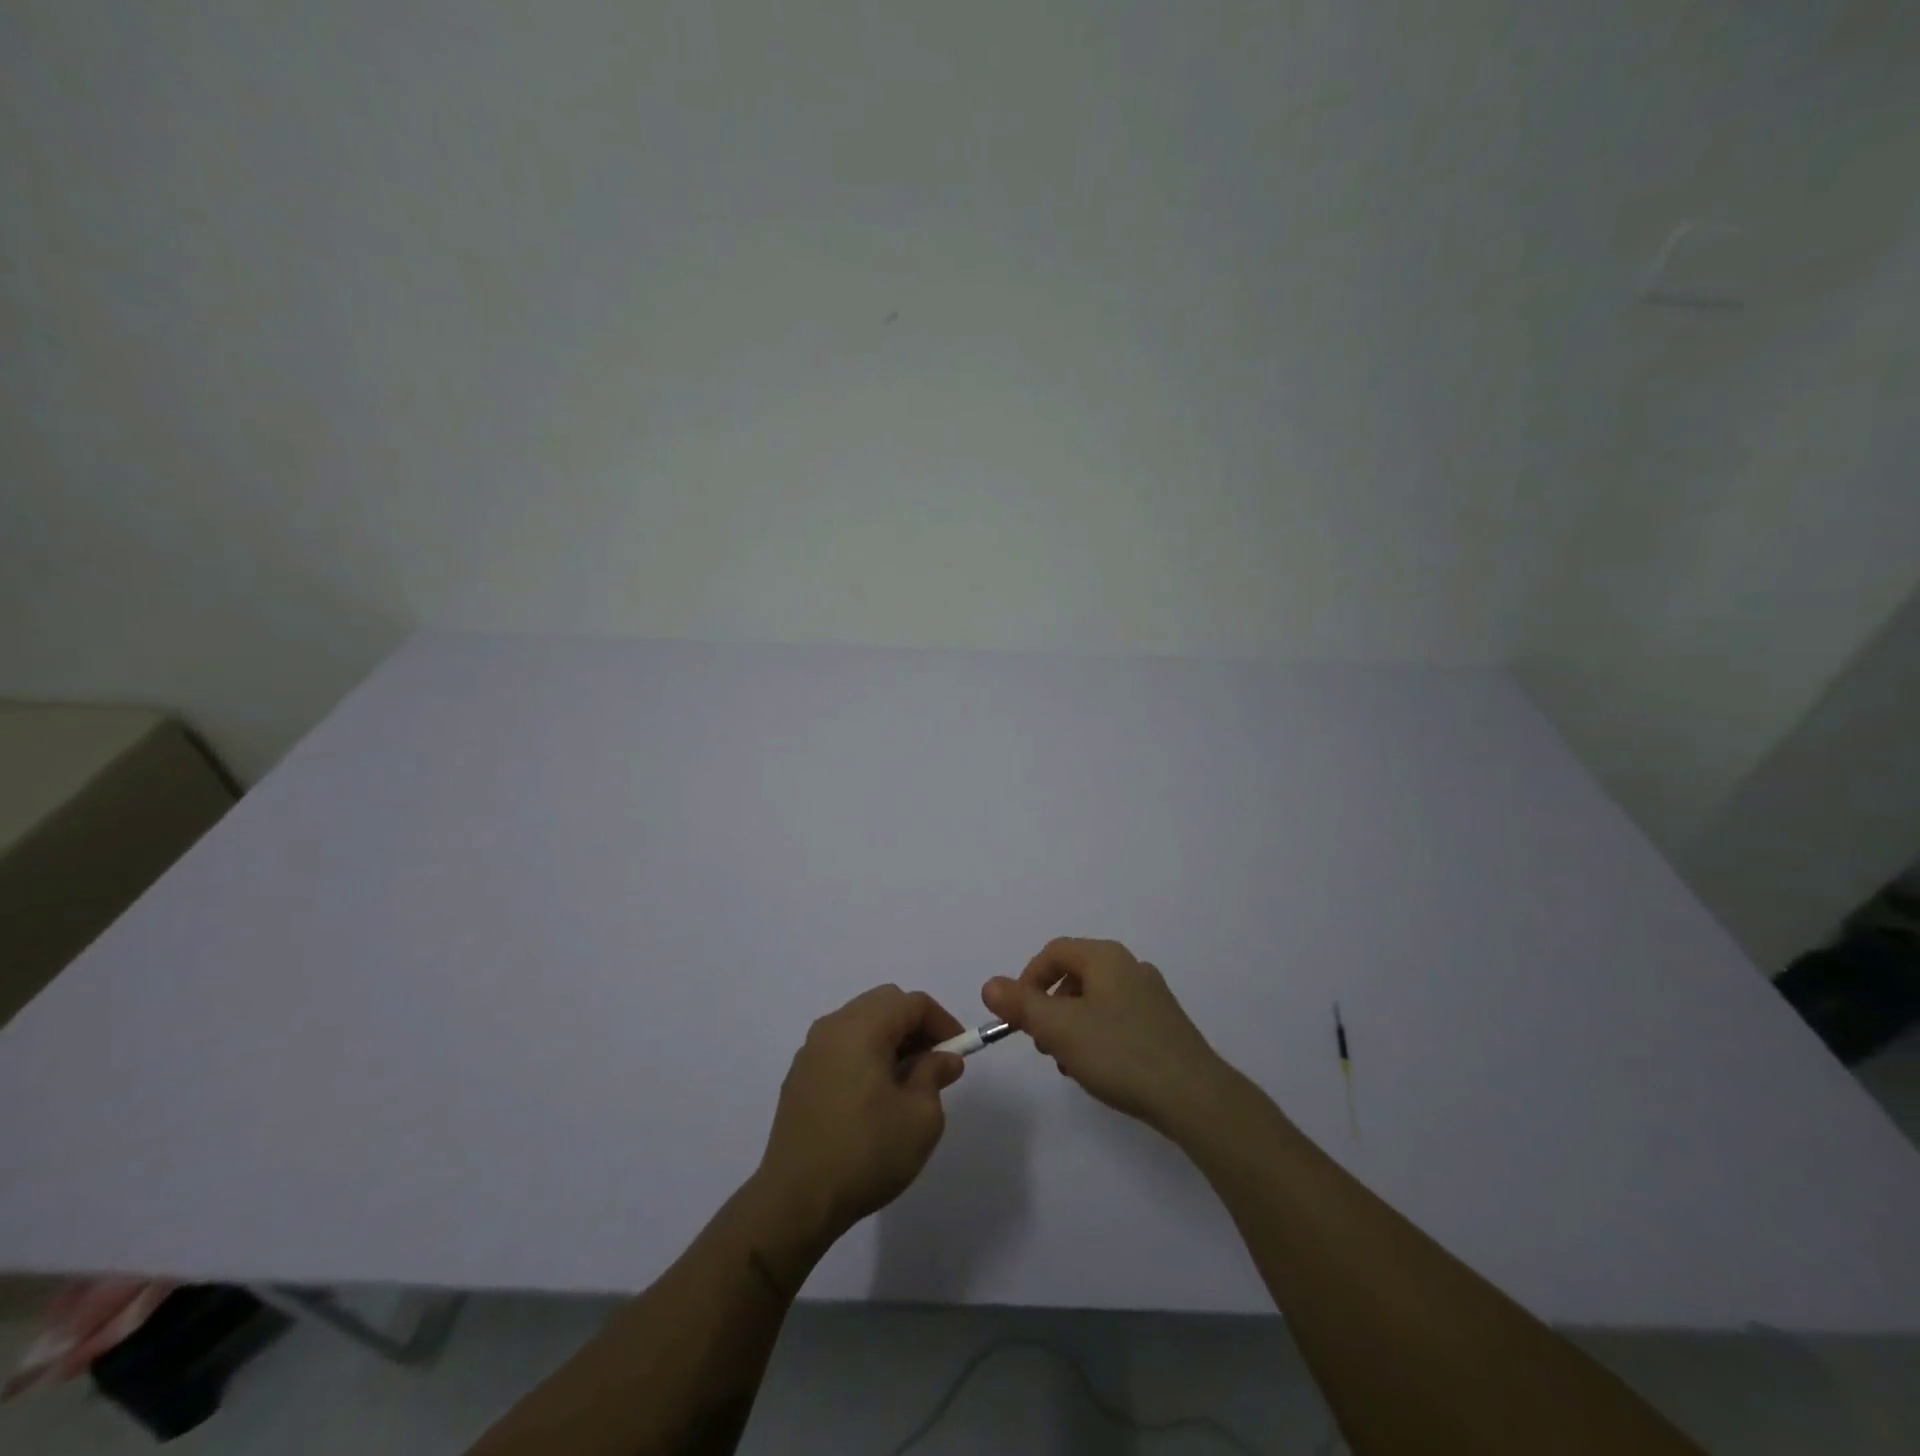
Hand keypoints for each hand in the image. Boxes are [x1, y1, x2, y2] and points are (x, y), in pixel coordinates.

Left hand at [756, 985, 966, 1243]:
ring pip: (860, 1022)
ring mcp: (811, 1050)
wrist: (795, 1200)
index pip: (912, 1002)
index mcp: (862, 1028)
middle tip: (934, 1062)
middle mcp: (833, 1027)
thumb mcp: (920, 1117)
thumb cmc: (866, 1152)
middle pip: (884, 1003)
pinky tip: (873, 1095)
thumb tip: (943, 1058)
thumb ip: (935, 1075)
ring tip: (907, 1080)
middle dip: (915, 1025)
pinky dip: (865, 1054)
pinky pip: (841, 1046)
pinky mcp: (799, 1076)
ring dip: (889, 1039)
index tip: (959, 1053)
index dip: (943, 1022)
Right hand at [983, 937, 1227, 1132]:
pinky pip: (1118, 1019)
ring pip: (1095, 1000)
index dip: (1028, 980)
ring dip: (1072, 1026)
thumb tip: (990, 985)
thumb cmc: (1119, 1052)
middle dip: (1050, 1007)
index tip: (1019, 1016)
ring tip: (1070, 1064)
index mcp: (1106, 958)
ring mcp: (1152, 996)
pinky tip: (1099, 1070)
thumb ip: (1021, 1004)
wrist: (1193, 1096)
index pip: (1054, 952)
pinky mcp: (1164, 1025)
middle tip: (1044, 1043)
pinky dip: (1098, 1036)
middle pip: (1075, 975)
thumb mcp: (1059, 1028)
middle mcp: (1130, 967)